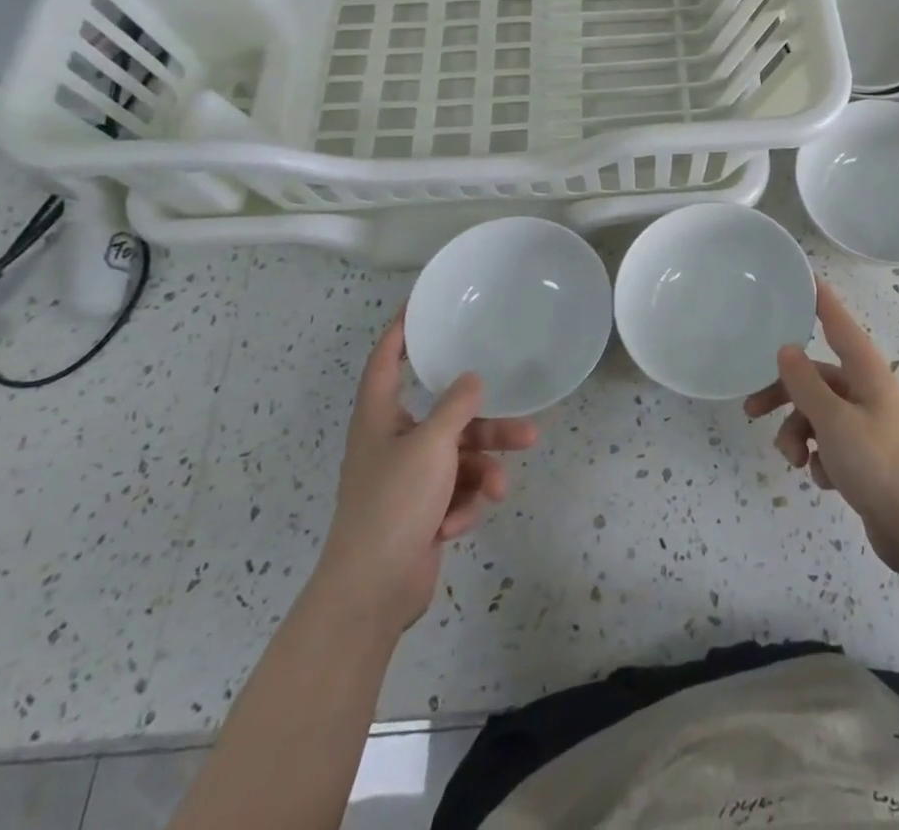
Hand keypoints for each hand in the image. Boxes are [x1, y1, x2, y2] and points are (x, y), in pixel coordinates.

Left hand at [319, 316, 537, 631]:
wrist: (372, 591)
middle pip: (447, 418)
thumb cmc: (393, 503)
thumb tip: (473, 379)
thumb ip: (456, 407)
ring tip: (502, 488)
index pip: (387, 361)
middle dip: (486, 427)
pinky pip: (455, 491)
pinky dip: (462, 505)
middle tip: (526, 427)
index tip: (421, 307)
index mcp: (380, 417)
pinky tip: (457, 525)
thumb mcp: (431, 445)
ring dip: (483, 472)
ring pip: (460, 458)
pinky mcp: (422, 510)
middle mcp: (393, 442)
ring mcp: (408, 479)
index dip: (401, 332)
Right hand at [745, 279, 898, 576]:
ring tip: (795, 461)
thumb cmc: (878, 465)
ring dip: (797, 434)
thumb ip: (805, 383)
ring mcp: (866, 424)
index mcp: (866, 373)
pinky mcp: (863, 454)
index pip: (838, 324)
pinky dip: (819, 457)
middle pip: (815, 377)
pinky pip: (827, 442)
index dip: (820, 300)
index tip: (804, 276)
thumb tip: (786, 348)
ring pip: (816, 413)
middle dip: (784, 394)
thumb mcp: (833, 421)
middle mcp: (866, 391)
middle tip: (750, 410)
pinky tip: (825, 479)